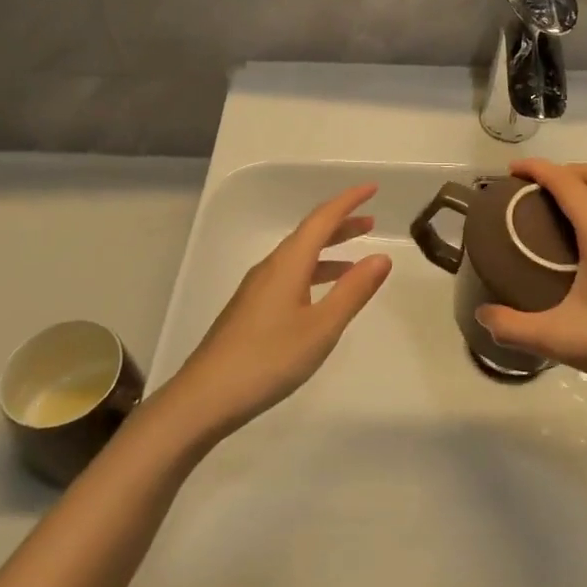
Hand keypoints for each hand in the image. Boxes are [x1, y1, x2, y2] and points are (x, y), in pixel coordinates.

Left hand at [161, 184, 391, 440]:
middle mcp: (271, 267)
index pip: (322, 219)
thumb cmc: (268, 359)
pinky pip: (290, 276)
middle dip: (341, 224)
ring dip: (328, 251)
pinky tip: (322, 297)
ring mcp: (257, 289)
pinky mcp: (250, 310)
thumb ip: (353, 291)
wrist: (204, 398)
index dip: (348, 201)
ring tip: (356, 260)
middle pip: (309, 234)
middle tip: (371, 222)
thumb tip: (381, 256)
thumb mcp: (321, 327)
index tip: (372, 188)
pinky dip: (314, 273)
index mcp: (288, 263)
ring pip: (299, 257)